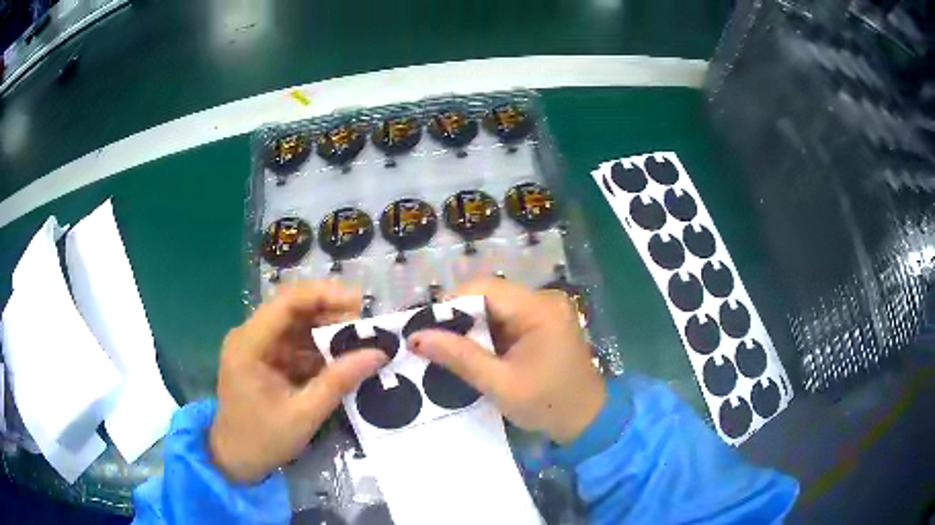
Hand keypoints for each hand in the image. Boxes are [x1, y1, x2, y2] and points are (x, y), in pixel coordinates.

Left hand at [209, 281, 385, 482]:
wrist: (236, 460)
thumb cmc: (263, 440)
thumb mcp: (304, 414)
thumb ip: (338, 382)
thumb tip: (378, 353)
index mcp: (249, 344)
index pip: (286, 302)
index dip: (324, 295)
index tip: (360, 302)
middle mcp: (250, 336)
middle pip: (293, 309)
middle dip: (330, 313)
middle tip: (366, 326)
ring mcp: (257, 347)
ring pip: (297, 325)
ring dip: (327, 331)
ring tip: (361, 341)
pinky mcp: (265, 359)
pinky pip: (296, 344)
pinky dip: (319, 349)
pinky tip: (342, 358)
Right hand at [408, 279, 604, 443]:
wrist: (587, 422)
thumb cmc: (548, 404)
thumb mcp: (500, 384)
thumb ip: (460, 357)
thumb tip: (416, 337)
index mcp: (539, 308)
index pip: (484, 289)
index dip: (450, 304)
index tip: (423, 328)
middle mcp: (543, 300)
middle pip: (488, 296)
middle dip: (457, 318)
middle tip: (430, 341)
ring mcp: (544, 312)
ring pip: (494, 308)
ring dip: (470, 327)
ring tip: (444, 349)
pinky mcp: (542, 325)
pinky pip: (506, 320)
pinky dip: (486, 335)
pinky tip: (470, 352)